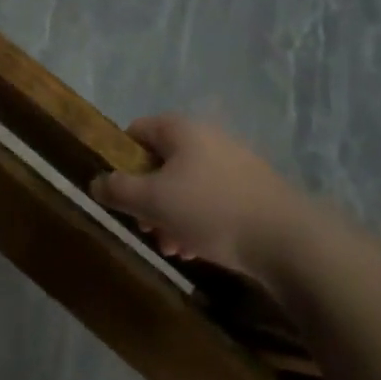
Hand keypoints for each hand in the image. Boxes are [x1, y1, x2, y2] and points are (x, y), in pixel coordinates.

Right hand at [92, 115, 303, 281]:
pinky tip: (197, 250)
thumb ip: (118, 190)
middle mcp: (206, 137)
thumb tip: (95, 182)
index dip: (120, 160)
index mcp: (180, 129)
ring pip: (186, 185)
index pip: (136, 132)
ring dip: (171, 214)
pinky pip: (211, 198)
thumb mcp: (153, 201)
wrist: (285, 238)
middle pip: (161, 162)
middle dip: (147, 197)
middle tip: (146, 228)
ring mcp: (232, 162)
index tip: (118, 193)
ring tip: (171, 248)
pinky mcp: (251, 189)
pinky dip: (198, 220)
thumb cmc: (209, 209)